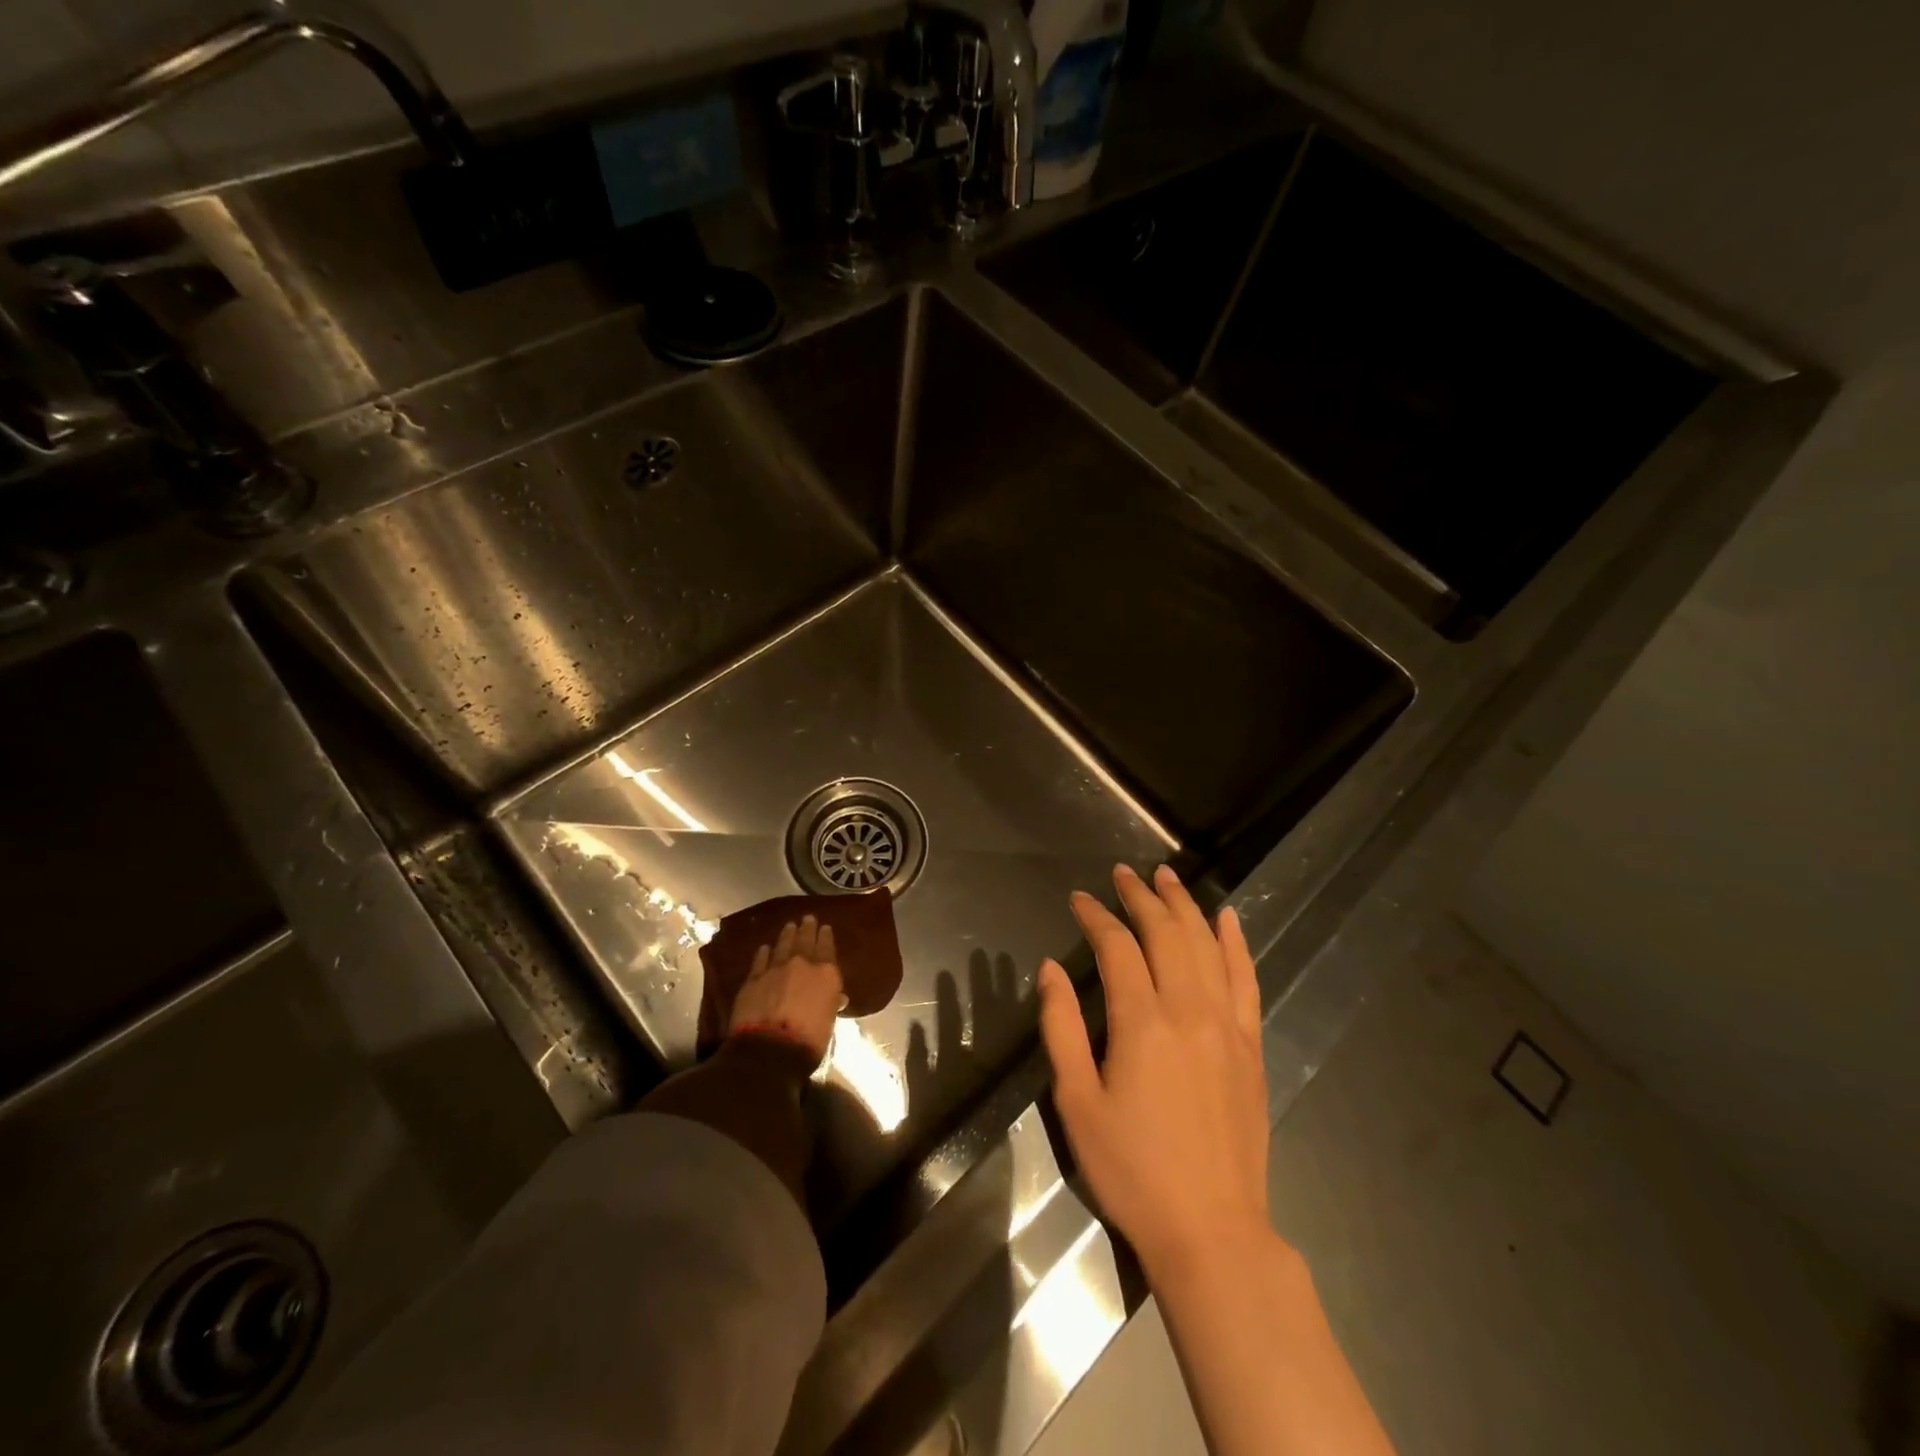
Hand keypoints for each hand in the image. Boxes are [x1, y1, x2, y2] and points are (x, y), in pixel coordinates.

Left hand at [730, 914, 845, 1062]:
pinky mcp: (753, 979)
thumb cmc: (808, 1041)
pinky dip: (764, 953)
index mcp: (826, 974)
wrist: (770, 1050)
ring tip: (789, 926)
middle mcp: (802, 964)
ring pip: (782, 945)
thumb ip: (831, 1004)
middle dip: (807, 929)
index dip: (826, 937)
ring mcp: (775, 969)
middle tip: (807, 918)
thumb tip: (837, 997)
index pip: (827, 948)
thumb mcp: (829, 1022)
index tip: (825, 927)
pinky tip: (765, 948)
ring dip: (787, 935)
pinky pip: (760, 960)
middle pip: (805, 940)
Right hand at [1037, 864, 1269, 1281]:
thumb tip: (1051, 968)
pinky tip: (1228, 918)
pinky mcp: (1251, 1046)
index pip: (1118, 947)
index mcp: (1142, 1021)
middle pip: (1166, 933)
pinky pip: (1246, 979)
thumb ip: (1062, 1027)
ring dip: (1184, 905)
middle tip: (1121, 874)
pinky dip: (1236, 943)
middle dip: (1140, 897)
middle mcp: (1189, 1009)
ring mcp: (1227, 1025)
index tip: (1078, 899)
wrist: (1212, 1230)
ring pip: (1206, 945)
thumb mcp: (1077, 1101)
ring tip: (1166, 877)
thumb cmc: (1132, 1168)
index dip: (1096, 916)